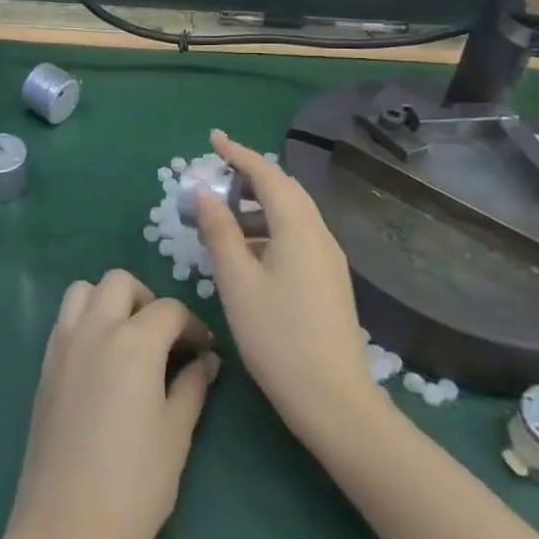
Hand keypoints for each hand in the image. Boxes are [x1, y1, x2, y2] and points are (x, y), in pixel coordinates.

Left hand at [4, 269, 219, 538]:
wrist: (66, 531)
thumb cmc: (134, 486)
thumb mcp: (176, 435)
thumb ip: (193, 387)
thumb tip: (207, 361)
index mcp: (134, 342)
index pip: (169, 310)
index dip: (193, 325)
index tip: (205, 350)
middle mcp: (94, 329)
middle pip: (120, 282)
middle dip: (147, 299)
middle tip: (164, 338)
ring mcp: (63, 345)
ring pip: (84, 291)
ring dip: (109, 301)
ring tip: (129, 340)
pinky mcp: (44, 366)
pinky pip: (65, 320)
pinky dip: (86, 321)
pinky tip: (101, 362)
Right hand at [195, 129, 381, 448]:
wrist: (334, 400)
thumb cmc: (277, 337)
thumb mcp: (237, 282)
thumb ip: (219, 231)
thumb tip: (204, 193)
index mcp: (298, 228)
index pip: (267, 174)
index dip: (238, 153)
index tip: (212, 138)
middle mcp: (319, 235)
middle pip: (285, 189)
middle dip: (251, 175)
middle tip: (216, 175)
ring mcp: (329, 259)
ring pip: (293, 214)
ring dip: (259, 205)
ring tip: (225, 217)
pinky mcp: (329, 281)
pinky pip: (298, 236)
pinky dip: (271, 228)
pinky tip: (249, 252)